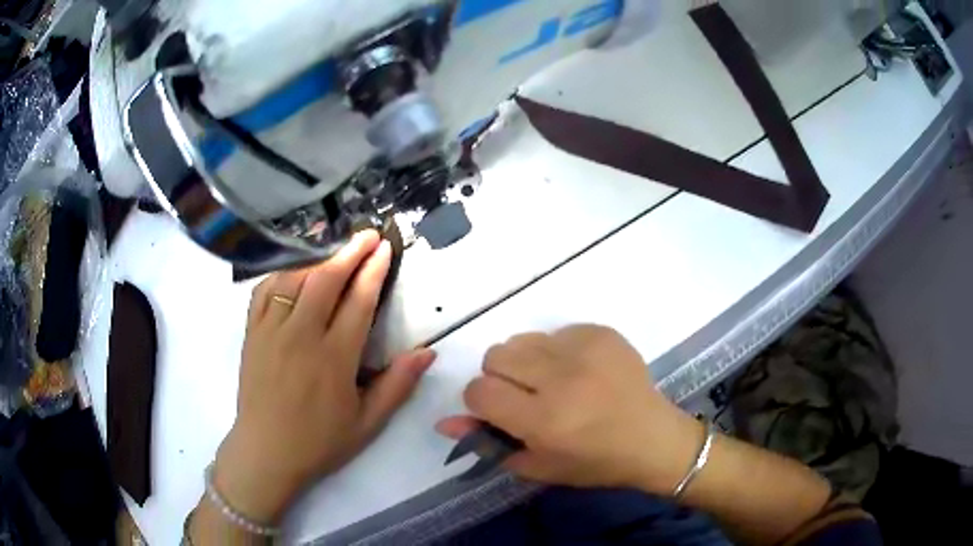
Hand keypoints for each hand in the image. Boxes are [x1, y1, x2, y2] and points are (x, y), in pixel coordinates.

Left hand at [214, 230, 435, 523]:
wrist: (266, 453)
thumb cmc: (319, 442)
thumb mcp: (367, 423)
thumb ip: (397, 385)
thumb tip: (427, 352)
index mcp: (333, 359)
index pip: (358, 301)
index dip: (373, 270)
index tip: (384, 248)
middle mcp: (301, 337)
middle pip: (325, 281)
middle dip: (349, 253)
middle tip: (367, 235)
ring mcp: (271, 332)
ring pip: (294, 280)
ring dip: (317, 261)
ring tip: (335, 254)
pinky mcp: (252, 334)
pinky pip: (264, 291)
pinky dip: (281, 275)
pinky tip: (294, 274)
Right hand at [437, 325, 702, 492]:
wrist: (653, 439)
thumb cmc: (594, 462)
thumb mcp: (538, 465)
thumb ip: (487, 443)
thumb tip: (444, 422)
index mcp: (544, 420)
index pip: (478, 392)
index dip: (481, 402)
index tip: (501, 411)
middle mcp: (561, 379)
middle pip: (495, 356)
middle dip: (500, 379)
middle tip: (526, 397)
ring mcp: (584, 350)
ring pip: (521, 339)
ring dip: (526, 362)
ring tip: (553, 382)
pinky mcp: (601, 332)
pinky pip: (555, 332)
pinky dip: (556, 352)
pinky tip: (580, 372)